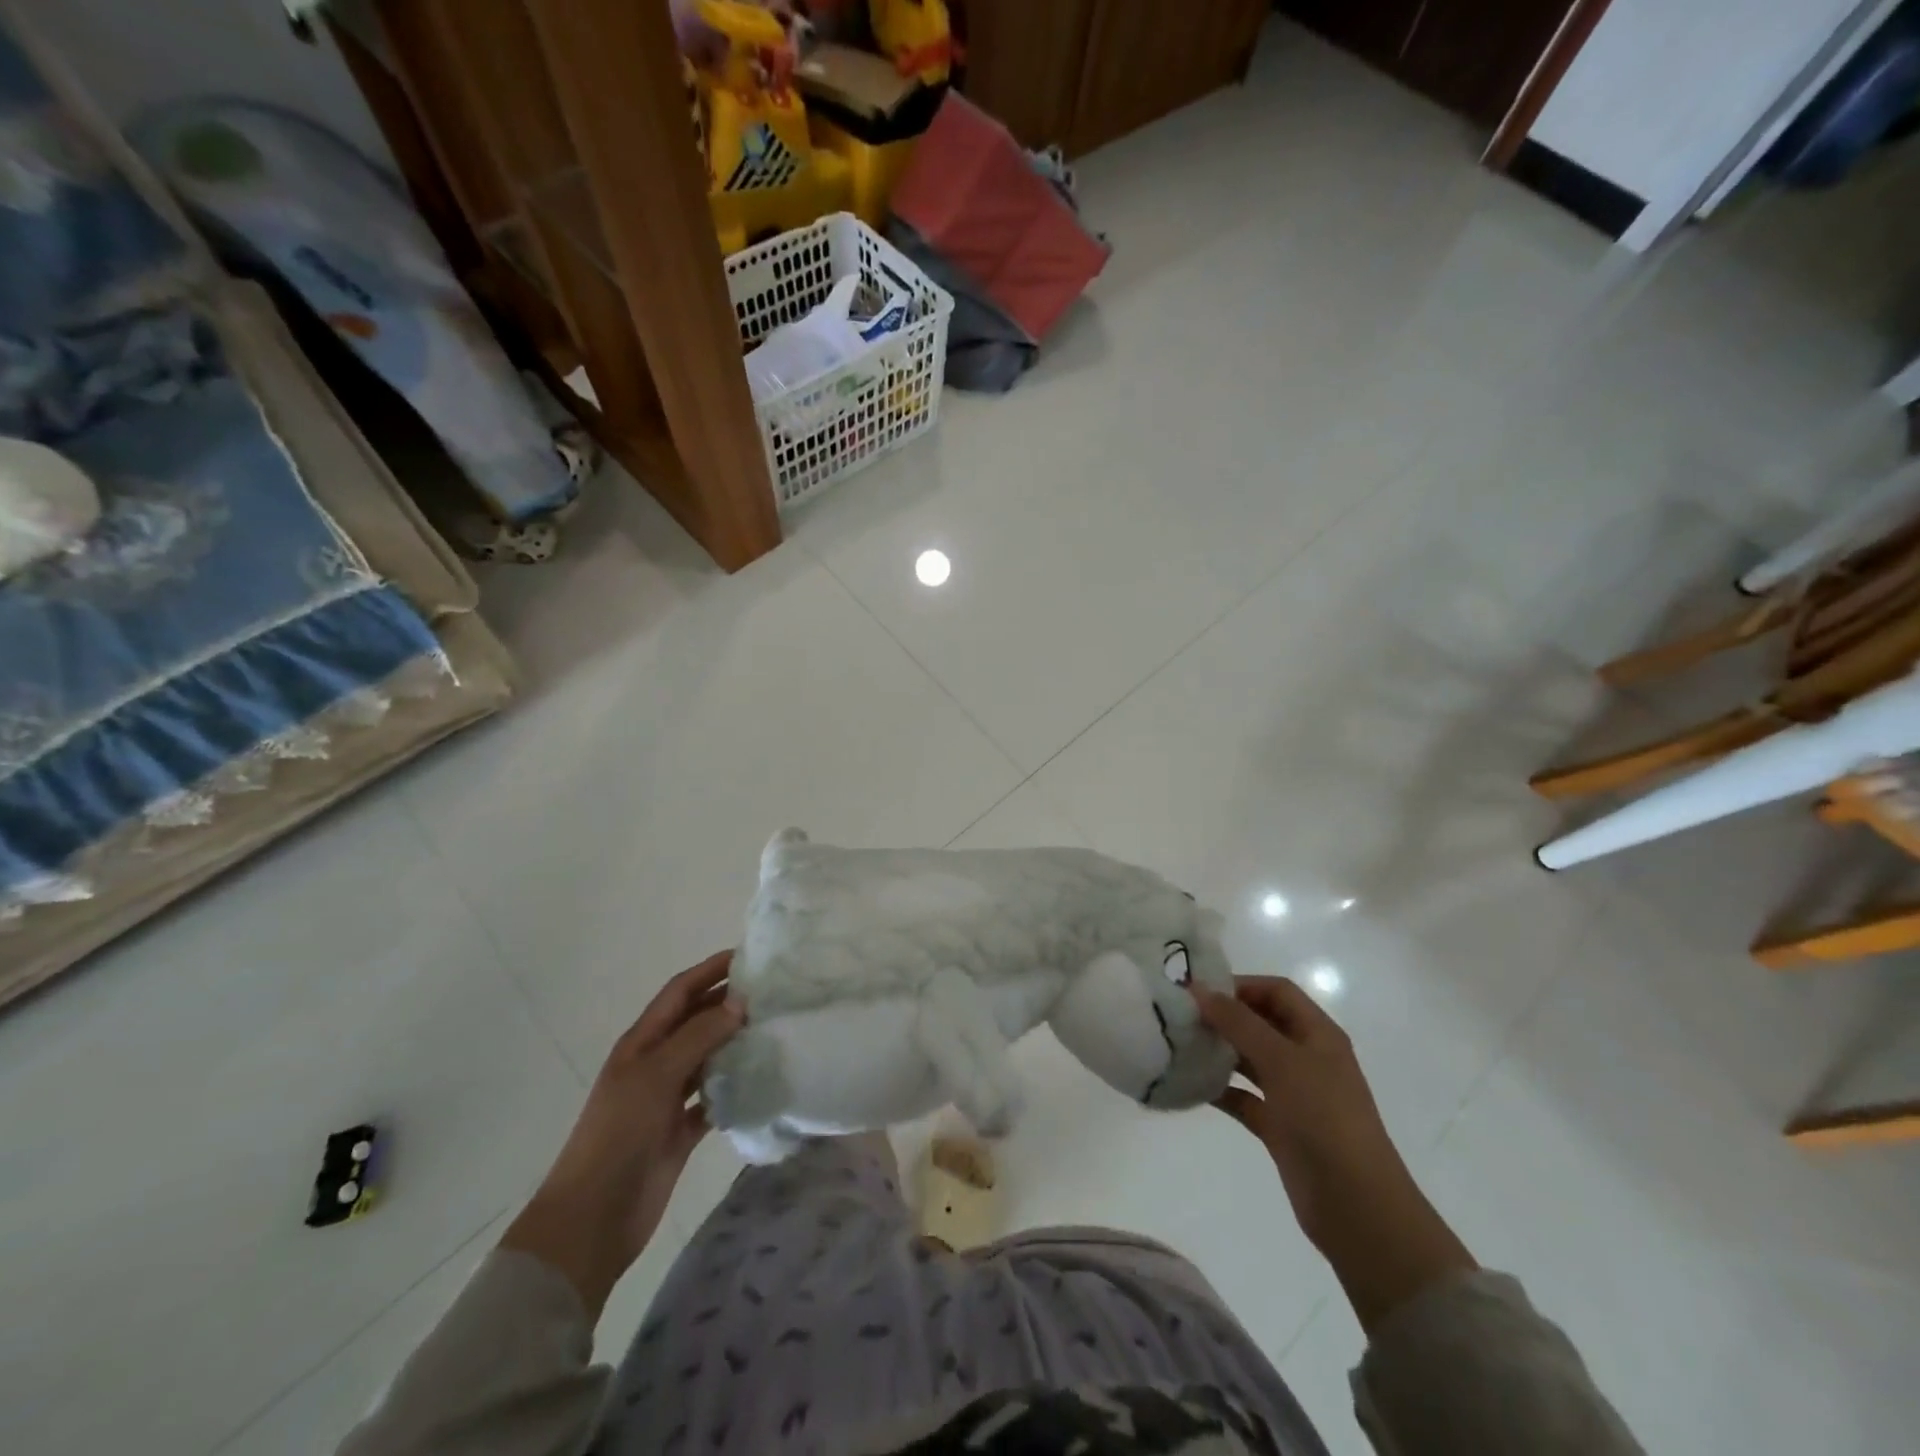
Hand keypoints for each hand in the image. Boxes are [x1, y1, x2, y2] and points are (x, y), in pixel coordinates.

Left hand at [501, 951, 742, 1318]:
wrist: (592, 1218)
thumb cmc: (618, 1134)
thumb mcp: (656, 1075)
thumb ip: (698, 1036)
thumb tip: (739, 1002)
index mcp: (642, 1043)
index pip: (680, 992)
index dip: (710, 970)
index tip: (749, 957)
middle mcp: (655, 1063)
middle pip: (696, 1021)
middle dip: (728, 1003)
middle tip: (773, 993)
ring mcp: (667, 1099)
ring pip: (708, 1058)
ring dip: (735, 1043)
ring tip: (775, 1029)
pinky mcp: (681, 1131)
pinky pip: (713, 1098)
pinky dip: (734, 1087)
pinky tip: (762, 1079)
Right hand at [1195, 977, 1475, 1332]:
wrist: (1357, 1206)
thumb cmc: (1324, 1118)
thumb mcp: (1281, 1060)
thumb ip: (1238, 1022)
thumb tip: (1198, 989)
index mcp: (1318, 1034)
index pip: (1277, 991)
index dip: (1240, 985)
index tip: (1198, 991)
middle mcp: (1307, 1058)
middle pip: (1261, 1023)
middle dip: (1224, 1016)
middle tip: (1181, 1016)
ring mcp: (1294, 1094)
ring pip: (1250, 1059)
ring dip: (1219, 1051)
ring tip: (1179, 1045)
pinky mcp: (1280, 1127)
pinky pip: (1244, 1097)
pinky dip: (1220, 1089)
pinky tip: (1190, 1086)